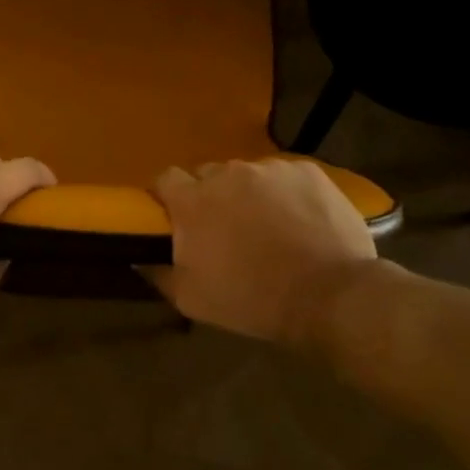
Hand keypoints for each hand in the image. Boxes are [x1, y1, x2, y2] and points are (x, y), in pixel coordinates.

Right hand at [144, 159, 379, 342]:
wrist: (329, 295)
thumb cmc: (252, 300)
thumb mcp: (192, 299)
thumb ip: (159, 273)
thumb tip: (140, 260)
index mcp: (194, 201)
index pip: (165, 178)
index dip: (167, 196)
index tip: (174, 216)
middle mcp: (228, 174)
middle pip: (207, 175)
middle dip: (209, 196)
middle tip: (224, 228)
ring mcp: (270, 169)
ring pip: (247, 175)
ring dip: (248, 194)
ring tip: (268, 226)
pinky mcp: (307, 171)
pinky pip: (284, 176)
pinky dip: (284, 193)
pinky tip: (299, 221)